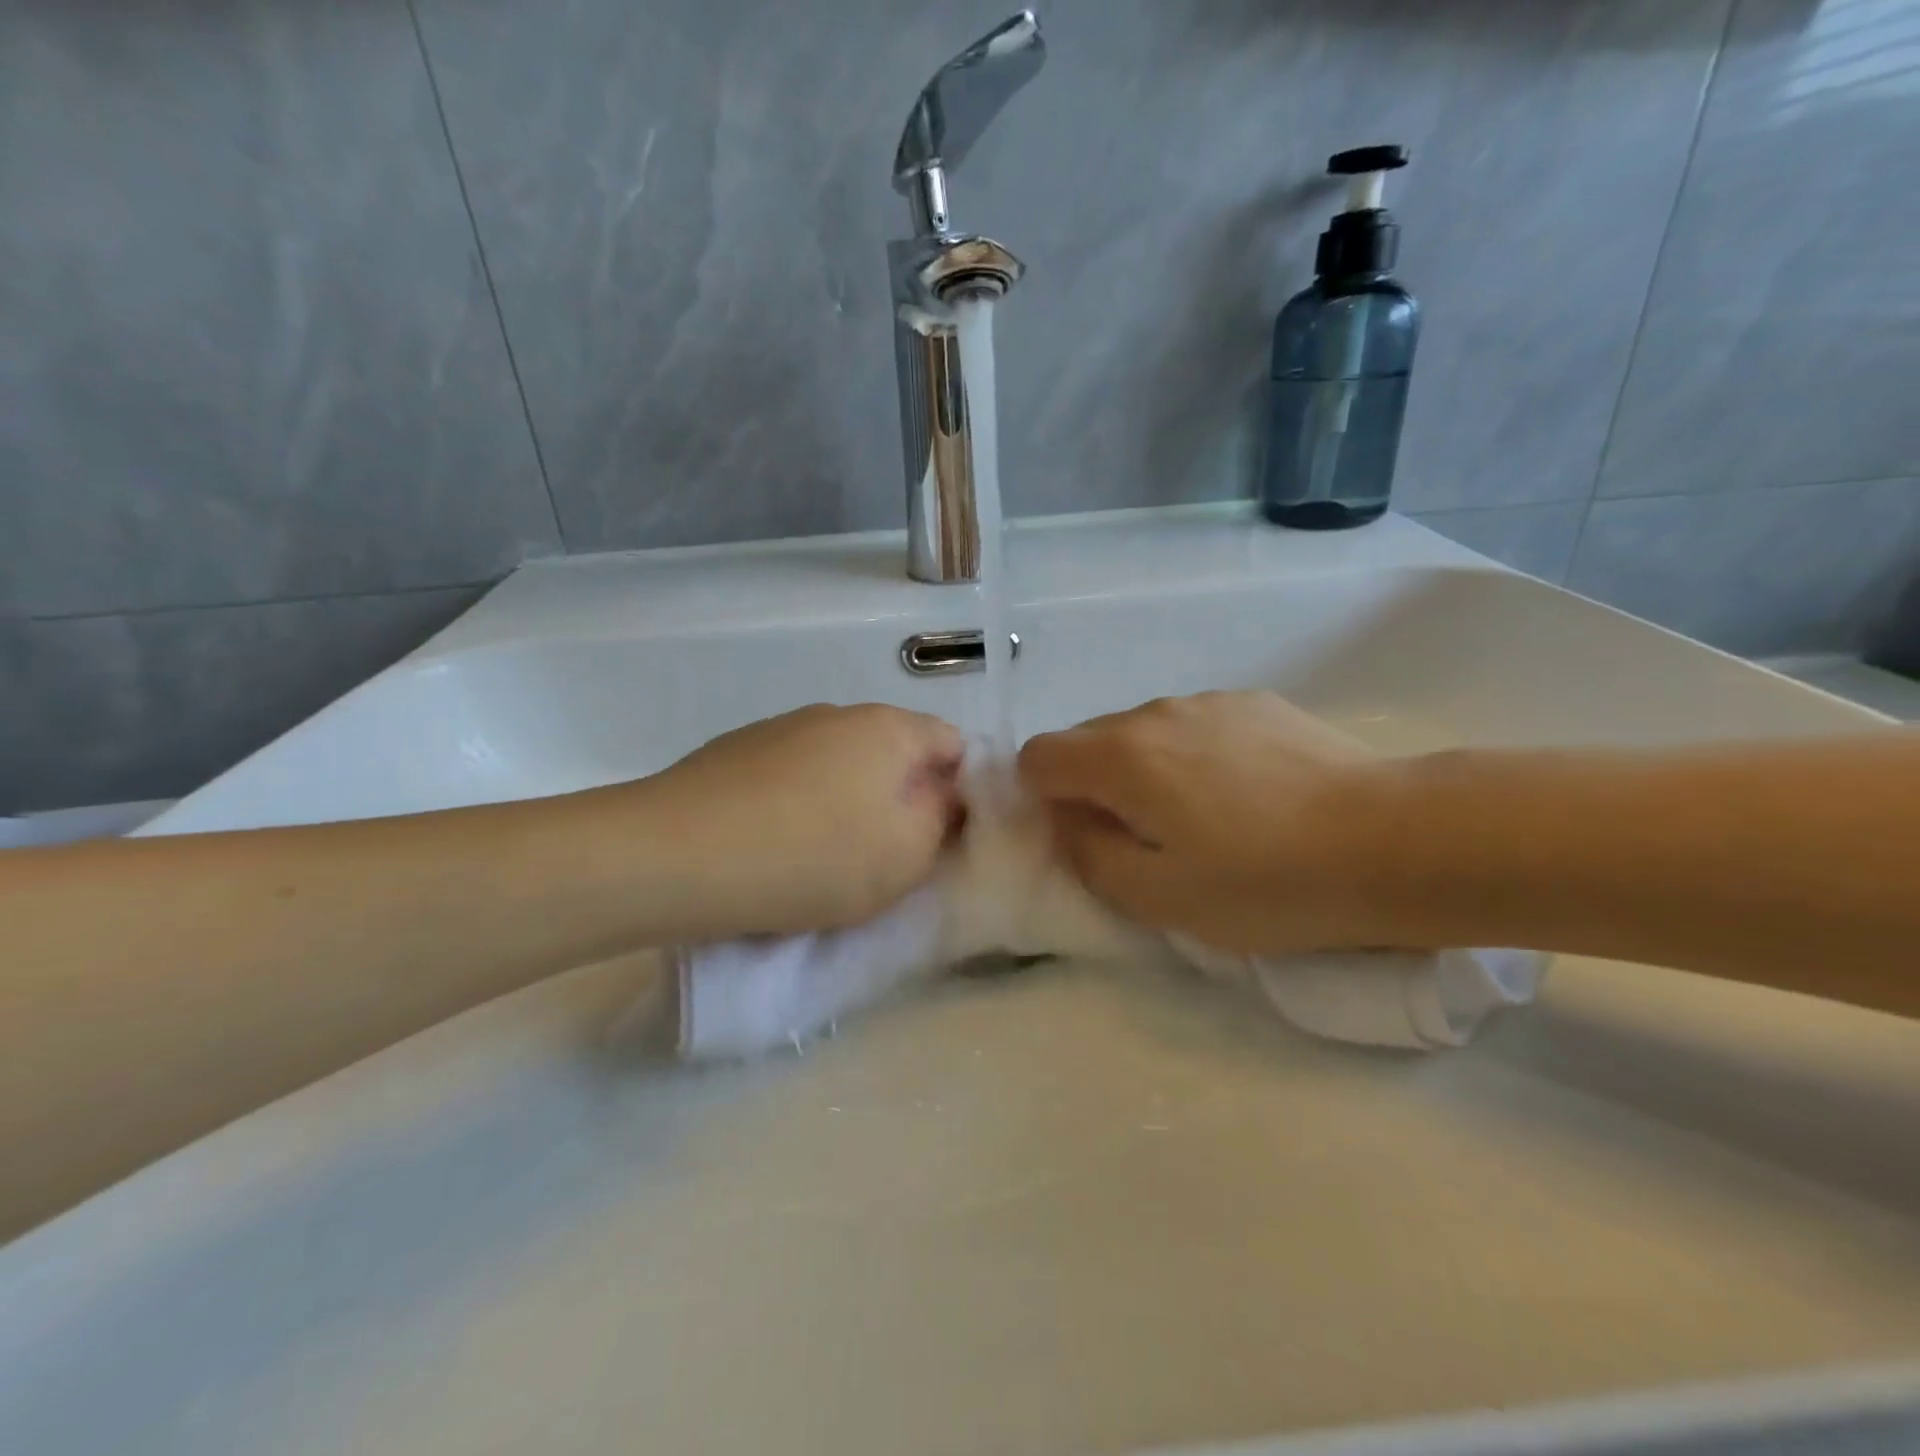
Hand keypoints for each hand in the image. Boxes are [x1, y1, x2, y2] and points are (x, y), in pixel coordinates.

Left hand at [637, 704, 964, 937]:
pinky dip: (799, 803)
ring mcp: (782, 727)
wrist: (678, 855)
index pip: (953, 743)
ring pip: (840, 764)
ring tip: (822, 855)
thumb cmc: (814, 856)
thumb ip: (943, 819)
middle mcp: (838, 713)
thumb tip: (945, 795)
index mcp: (889, 727)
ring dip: (847, 801)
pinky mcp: (736, 750)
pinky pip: (792, 775)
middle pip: (893, 752)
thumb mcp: (907, 854)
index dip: (960, 790)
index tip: (942, 837)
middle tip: (886, 854)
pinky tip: (774, 843)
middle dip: (902, 798)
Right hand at [1017, 692, 1390, 954]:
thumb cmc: (1266, 881)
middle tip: (1144, 839)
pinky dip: (1194, 756)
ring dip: (1146, 770)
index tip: (1082, 837)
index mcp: (1120, 756)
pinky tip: (1248, 795)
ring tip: (1204, 819)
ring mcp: (1208, 701)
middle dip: (1094, 786)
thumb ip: (1089, 854)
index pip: (1038, 757)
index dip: (1042, 799)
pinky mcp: (1254, 701)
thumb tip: (1068, 822)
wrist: (1393, 839)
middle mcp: (1153, 712)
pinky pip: (1194, 726)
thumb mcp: (1158, 896)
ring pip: (1143, 732)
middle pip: (1088, 741)